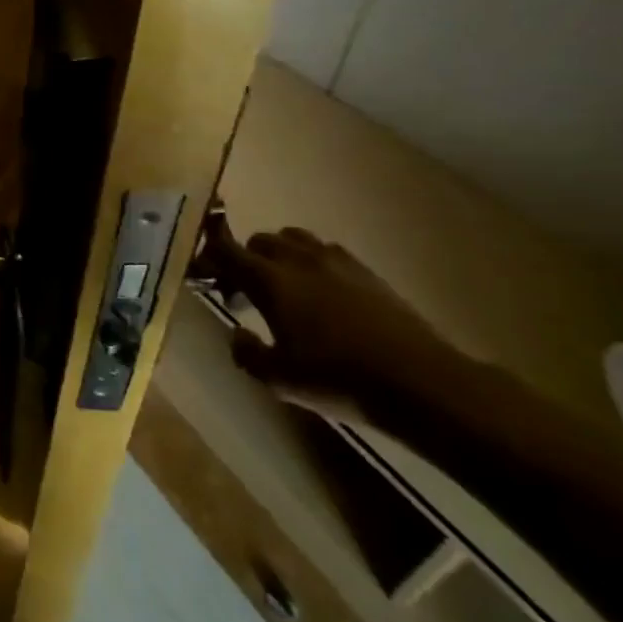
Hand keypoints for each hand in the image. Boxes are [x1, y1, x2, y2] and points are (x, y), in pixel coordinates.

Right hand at [193, 210, 458, 412]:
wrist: (420, 382)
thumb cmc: (337, 379)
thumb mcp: (278, 379)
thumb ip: (247, 352)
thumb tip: (237, 333)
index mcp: (269, 281)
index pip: (226, 250)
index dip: (210, 255)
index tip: (202, 270)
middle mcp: (298, 260)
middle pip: (260, 240)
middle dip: (245, 258)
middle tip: (243, 289)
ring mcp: (336, 262)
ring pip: (294, 239)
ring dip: (280, 254)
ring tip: (283, 284)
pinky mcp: (366, 272)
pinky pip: (326, 251)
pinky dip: (312, 261)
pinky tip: (321, 292)